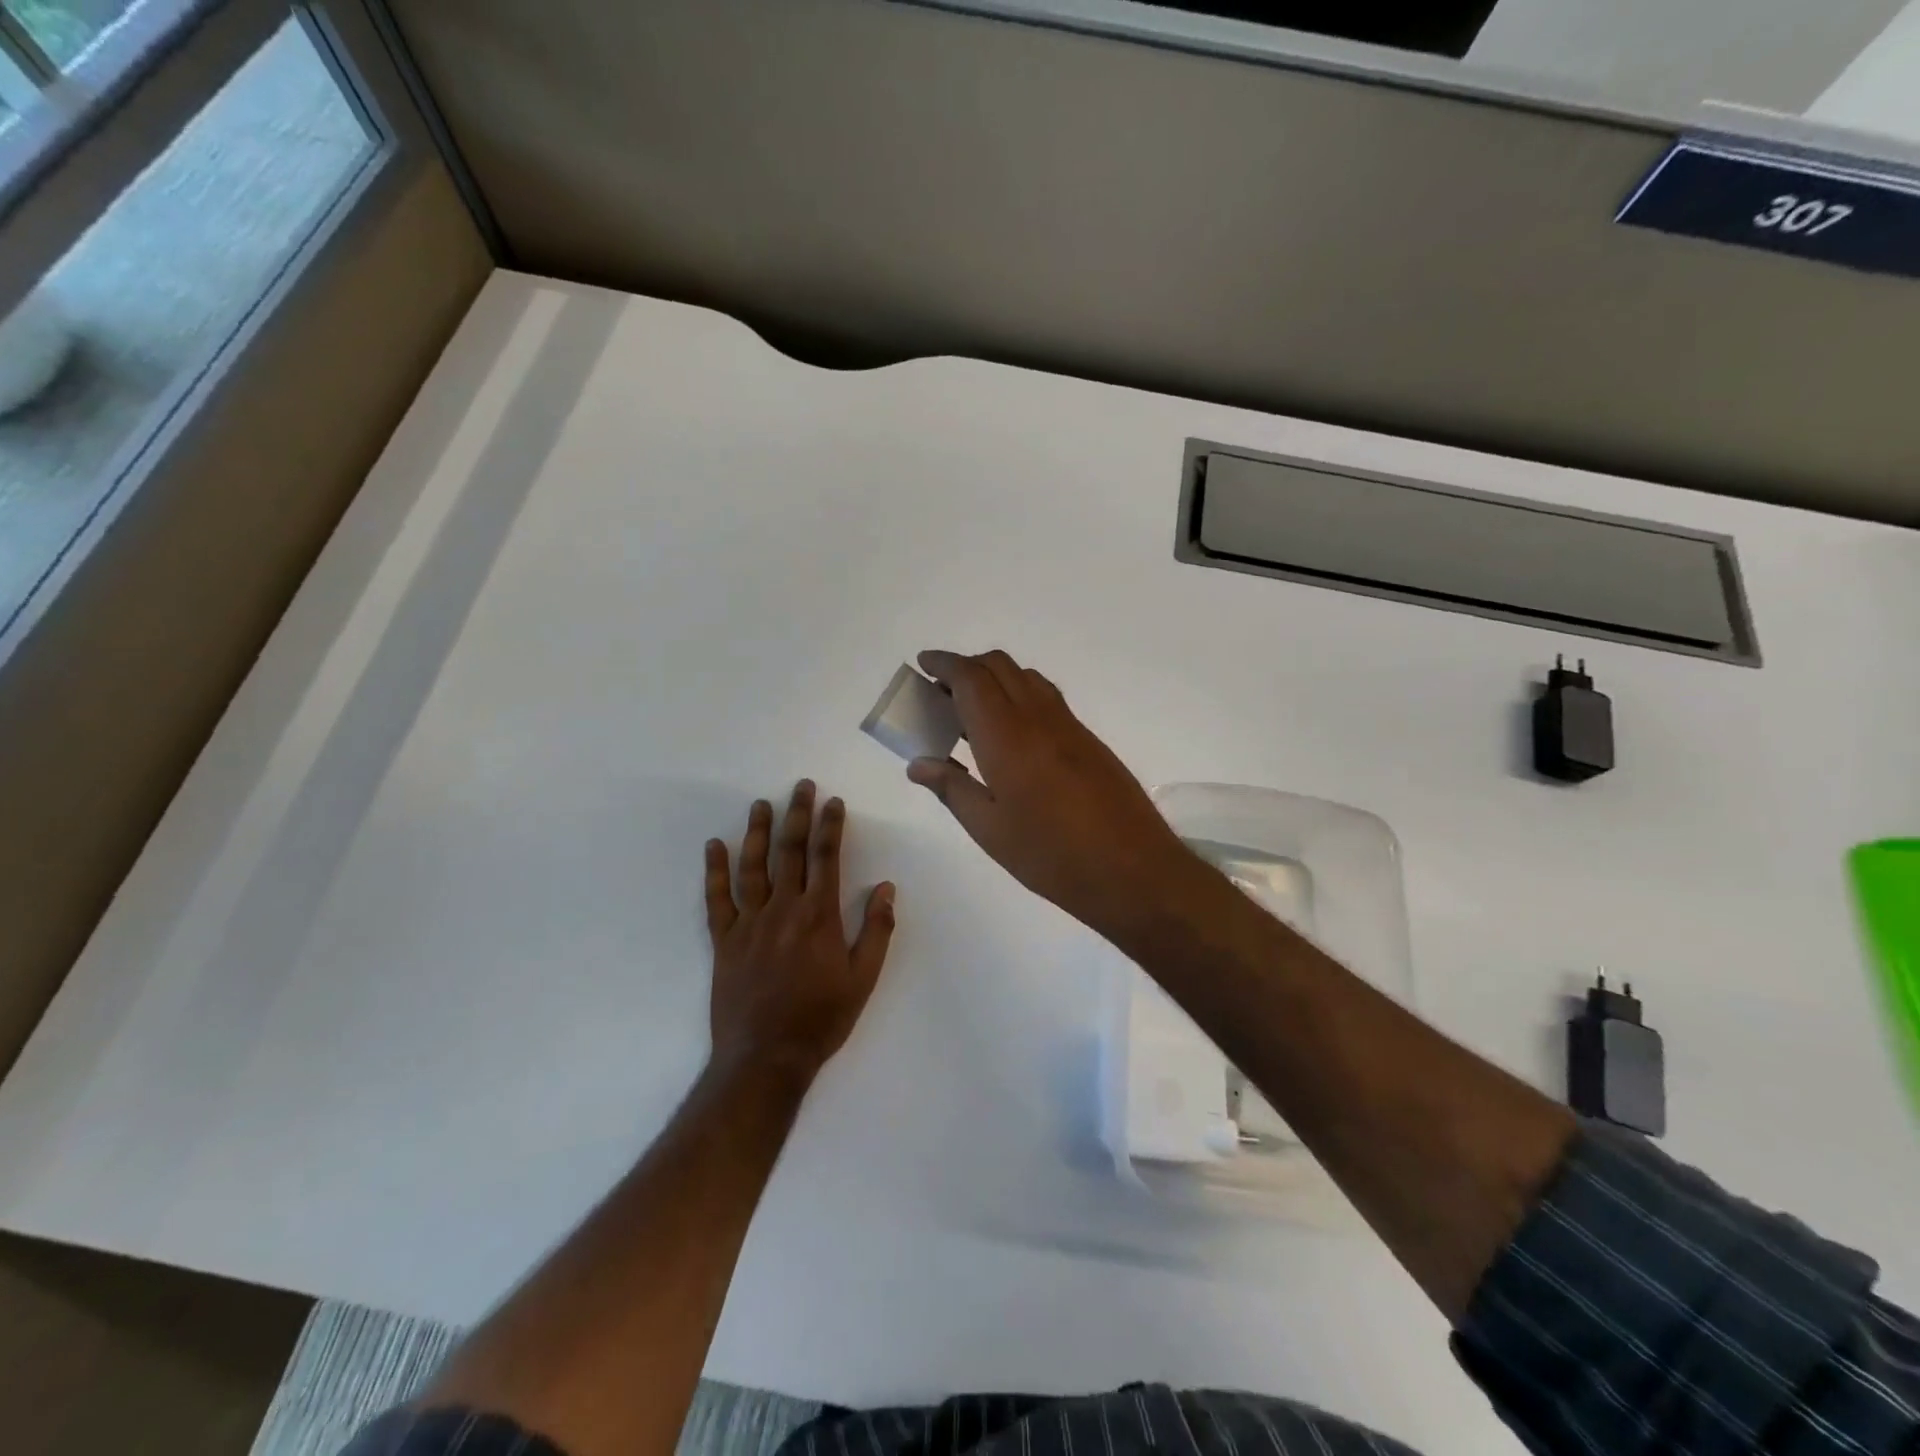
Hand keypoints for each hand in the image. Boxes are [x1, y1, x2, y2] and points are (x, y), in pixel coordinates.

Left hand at [705, 781, 895, 1079]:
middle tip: (800, 786)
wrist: (765, 1057)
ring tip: (760, 804)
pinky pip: (718, 898)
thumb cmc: (822, 1018)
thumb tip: (887, 888)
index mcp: (820, 916)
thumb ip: (877, 930)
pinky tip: (715, 846)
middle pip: (790, 852)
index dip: (830, 826)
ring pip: (753, 867)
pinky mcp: (724, 940)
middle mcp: (783, 909)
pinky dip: (715, 871)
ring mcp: (750, 923)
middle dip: (797, 815)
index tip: (833, 802)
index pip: (826, 858)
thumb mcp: (863, 978)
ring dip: (757, 832)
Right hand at [905, 649, 1198, 942]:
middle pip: (999, 667)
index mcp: (1007, 735)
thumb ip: (952, 789)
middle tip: (941, 692)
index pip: (971, 678)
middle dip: (967, 667)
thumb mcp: (990, 830)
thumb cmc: (1052, 854)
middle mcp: (1038, 717)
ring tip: (972, 711)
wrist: (1133, 869)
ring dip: (995, 678)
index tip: (923, 663)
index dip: (944, 663)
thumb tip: (918, 763)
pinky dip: (1019, 695)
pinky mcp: (1088, 740)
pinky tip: (1011, 734)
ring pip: (1026, 678)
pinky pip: (1046, 698)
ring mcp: (1069, 726)